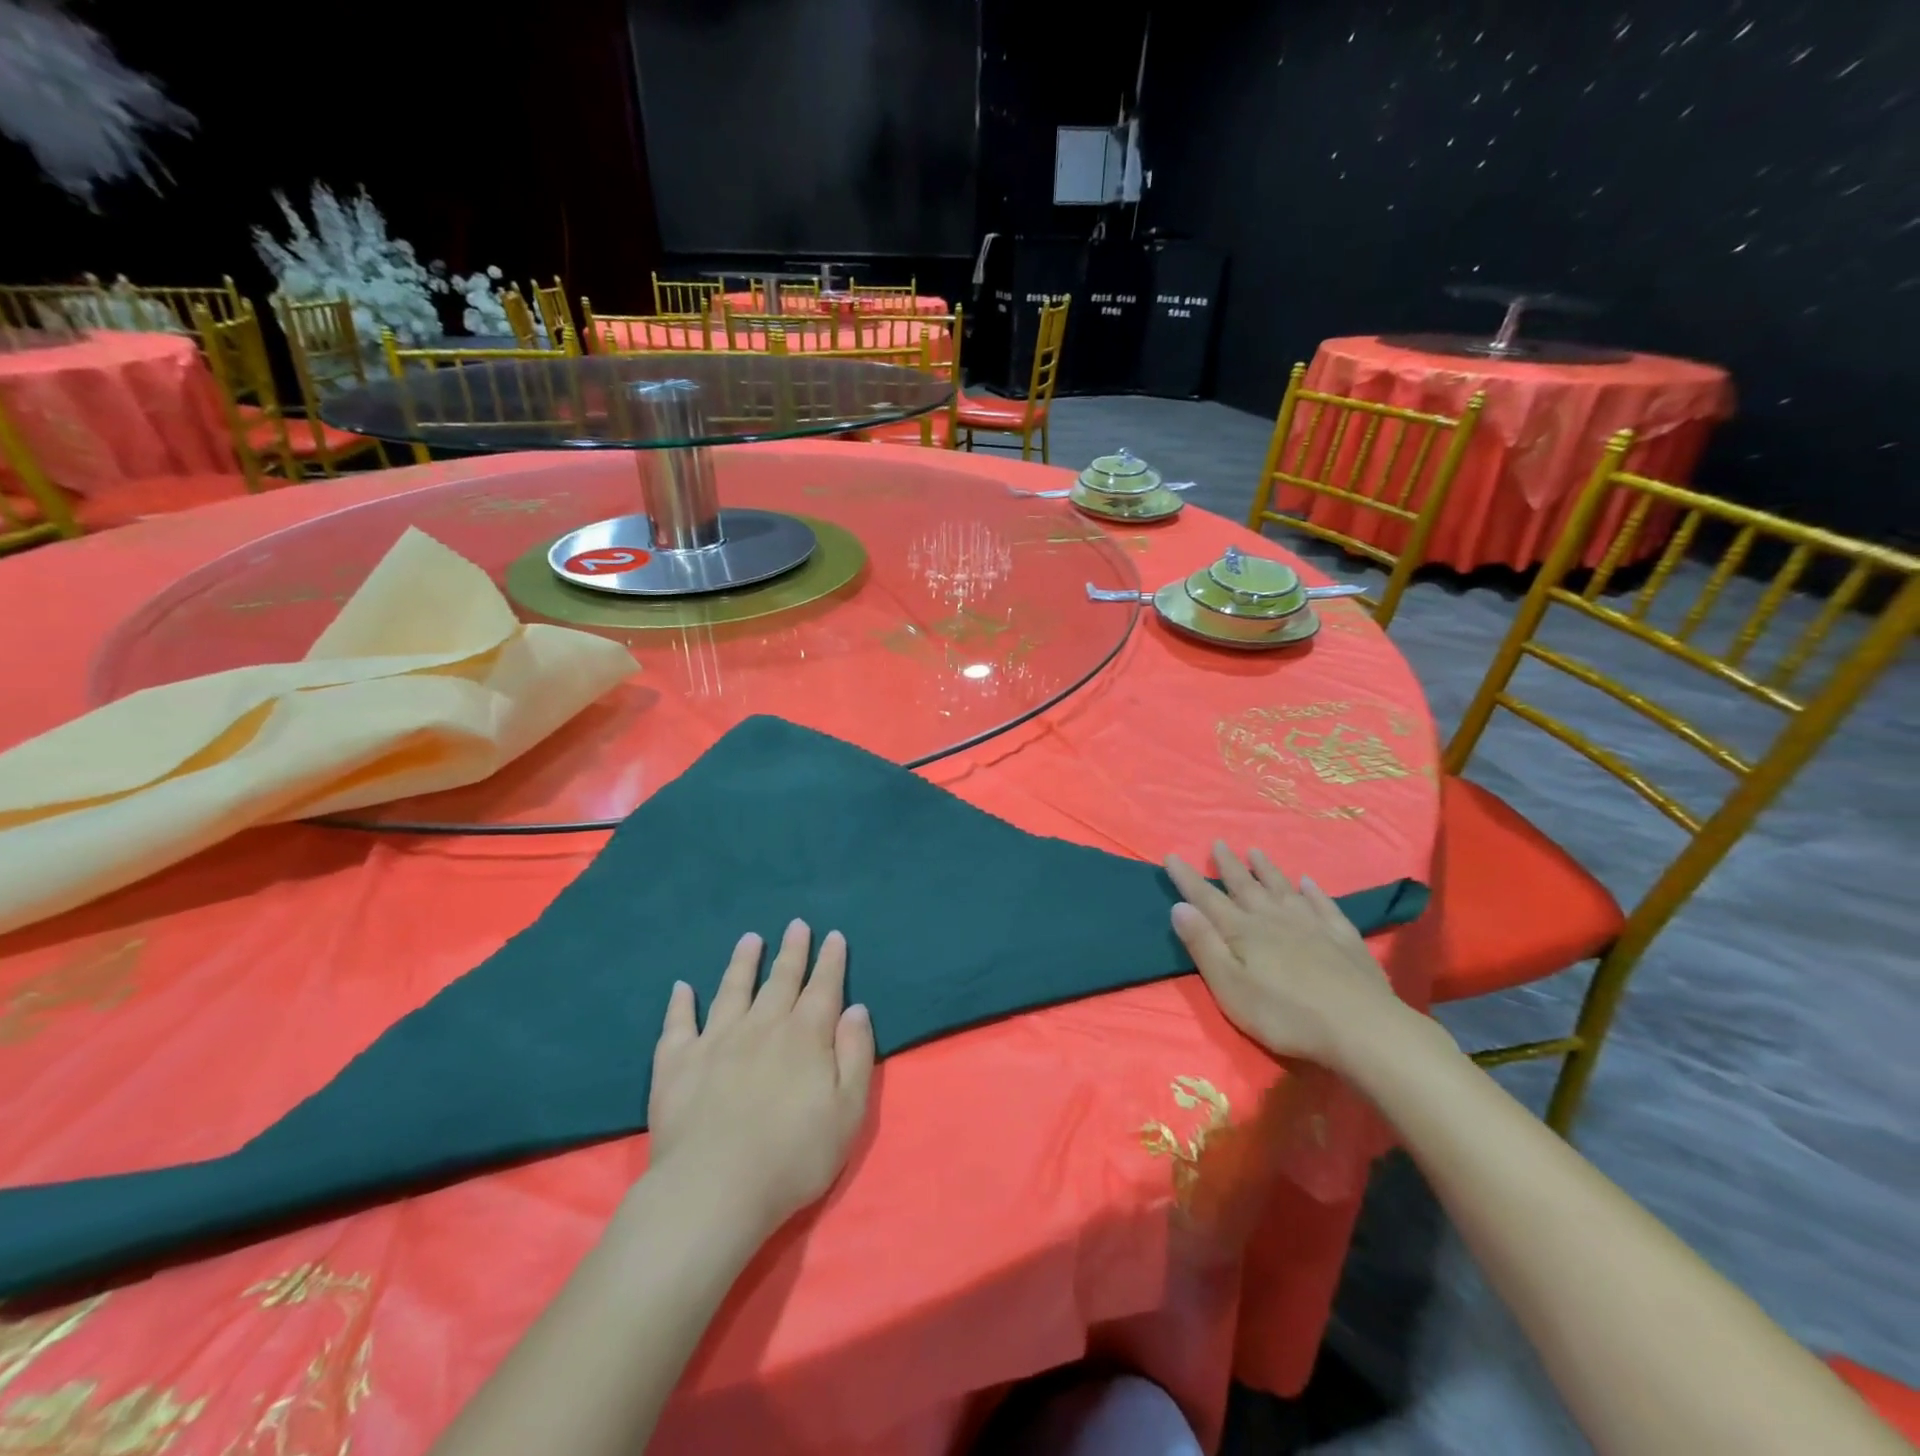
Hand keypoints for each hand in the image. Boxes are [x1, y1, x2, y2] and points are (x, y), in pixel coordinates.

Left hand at [645, 921, 874, 1240]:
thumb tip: (856, 1008)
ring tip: (750, 939)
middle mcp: (762, 1026)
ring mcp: (716, 1040)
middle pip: (780, 979)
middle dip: (792, 951)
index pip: (823, 987)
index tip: (834, 936)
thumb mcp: (848, 1110)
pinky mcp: (677, 1063)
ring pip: (732, 989)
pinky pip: (678, 1024)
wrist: (714, 1189)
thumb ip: (855, 1054)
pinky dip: (680, 1004)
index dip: (831, 960)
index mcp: (805, 1036)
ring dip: (743, 962)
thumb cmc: (793, 1155)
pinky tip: (681, 987)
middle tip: (797, 924)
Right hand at [1166, 843, 1406, 1069]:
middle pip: (1246, 886)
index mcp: (1242, 931)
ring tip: (1256, 851)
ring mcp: (1311, 925)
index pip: (1207, 898)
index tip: (1172, 856)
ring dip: (1267, 870)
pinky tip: (1309, 882)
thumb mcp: (1230, 987)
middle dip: (1229, 865)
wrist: (1362, 1028)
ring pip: (1283, 888)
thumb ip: (1204, 946)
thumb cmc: (1286, 1014)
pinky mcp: (1343, 937)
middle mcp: (1274, 918)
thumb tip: (1178, 907)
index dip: (1187, 878)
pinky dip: (1313, 891)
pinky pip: (1323, 904)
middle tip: (1218, 843)